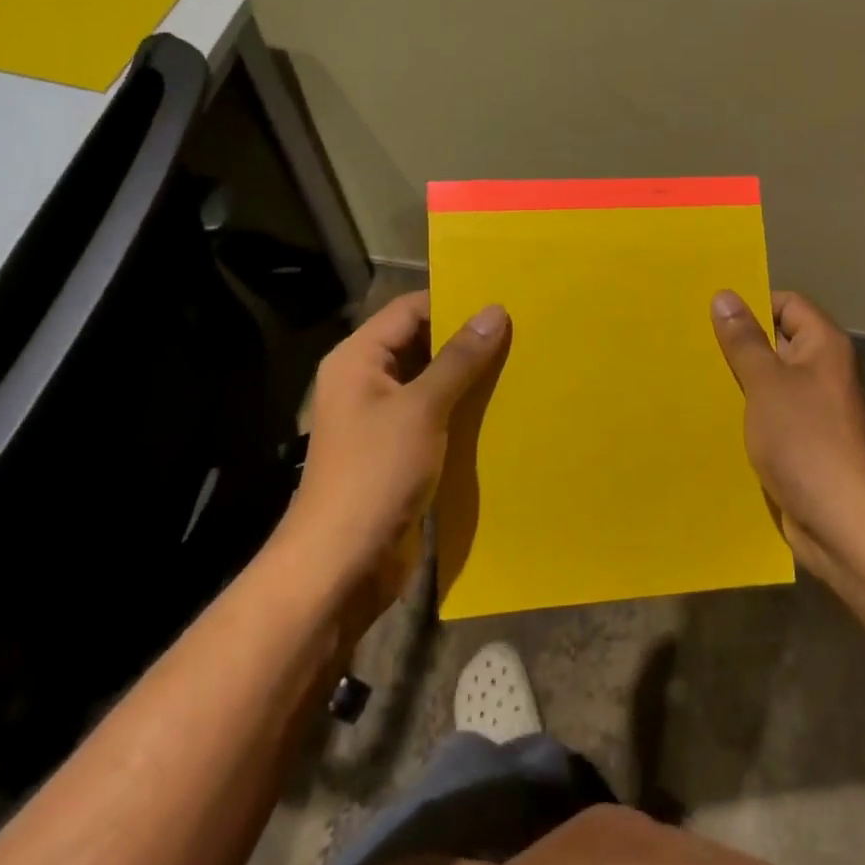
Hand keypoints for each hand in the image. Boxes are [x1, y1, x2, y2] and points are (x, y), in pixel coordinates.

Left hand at [277, 290, 508, 611]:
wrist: (342, 565)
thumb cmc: (375, 474)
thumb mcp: (422, 409)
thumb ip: (459, 359)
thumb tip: (494, 311)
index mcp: (359, 360)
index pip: (410, 310)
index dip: (453, 301)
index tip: (503, 300)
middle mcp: (368, 382)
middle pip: (421, 344)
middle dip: (467, 340)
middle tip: (522, 331)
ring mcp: (383, 420)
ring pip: (432, 383)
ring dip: (470, 378)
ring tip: (522, 364)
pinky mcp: (400, 453)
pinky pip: (436, 418)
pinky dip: (465, 411)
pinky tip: (503, 410)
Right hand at [710, 289, 864, 581]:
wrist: (843, 522)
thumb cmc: (806, 441)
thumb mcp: (767, 383)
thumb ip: (744, 341)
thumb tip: (725, 295)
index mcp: (822, 347)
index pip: (787, 304)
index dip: (752, 305)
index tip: (709, 314)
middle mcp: (821, 371)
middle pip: (775, 342)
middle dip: (736, 344)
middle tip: (689, 343)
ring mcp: (812, 409)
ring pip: (767, 382)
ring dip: (736, 382)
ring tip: (691, 377)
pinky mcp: (800, 442)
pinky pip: (768, 415)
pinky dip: (744, 414)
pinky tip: (709, 417)